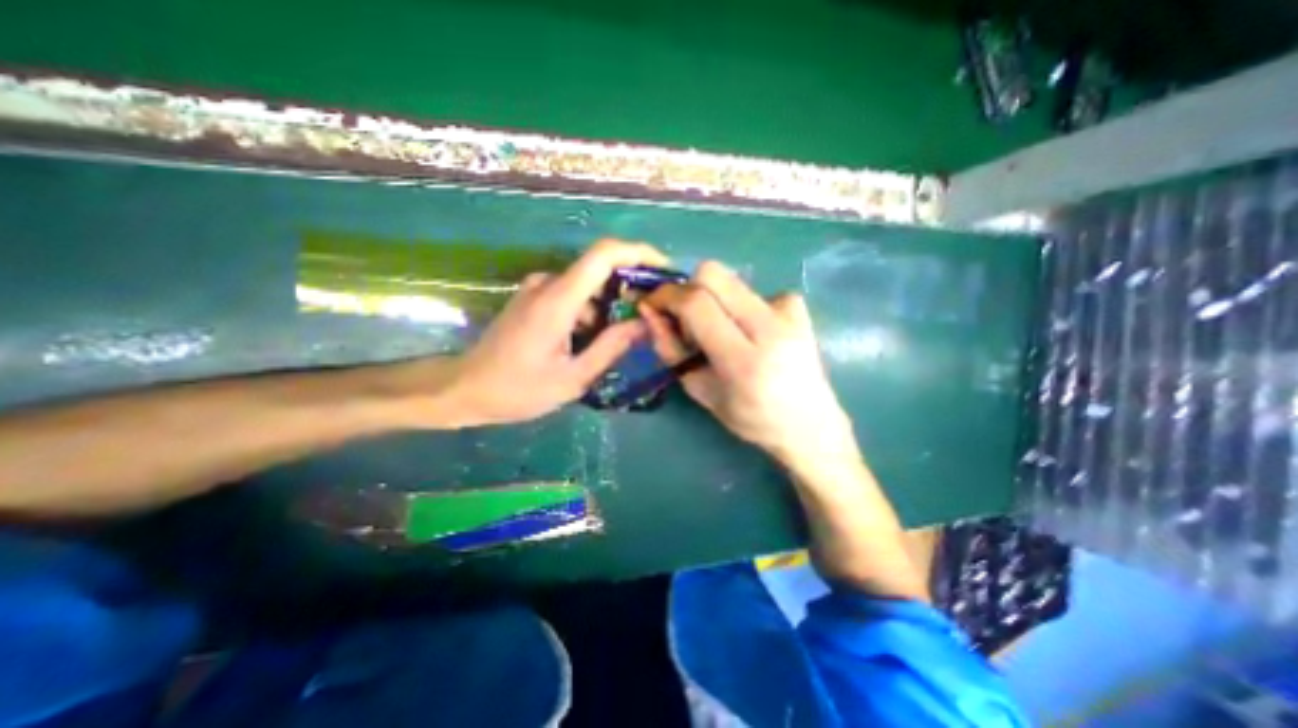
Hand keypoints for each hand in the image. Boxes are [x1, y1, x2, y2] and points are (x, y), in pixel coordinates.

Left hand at [444, 239, 667, 426]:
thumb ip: (611, 347)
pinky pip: (573, 294)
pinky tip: (592, 340)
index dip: (638, 253)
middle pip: (600, 269)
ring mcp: (537, 289)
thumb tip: (644, 324)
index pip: (604, 255)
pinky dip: (591, 310)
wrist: (465, 389)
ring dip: (610, 304)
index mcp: (558, 300)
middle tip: (649, 316)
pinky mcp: (533, 298)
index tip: (663, 270)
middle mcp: (548, 284)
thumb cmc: (517, 390)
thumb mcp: (573, 378)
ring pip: (588, 285)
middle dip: (630, 287)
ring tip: (621, 338)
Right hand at [640, 260, 860, 465]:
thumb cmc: (751, 418)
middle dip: (687, 288)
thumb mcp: (700, 390)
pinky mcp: (797, 305)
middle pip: (713, 274)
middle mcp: (769, 327)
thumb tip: (650, 311)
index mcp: (743, 360)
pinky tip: (751, 332)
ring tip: (721, 331)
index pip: (696, 304)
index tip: (653, 304)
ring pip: (730, 279)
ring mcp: (788, 311)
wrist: (810, 422)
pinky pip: (752, 290)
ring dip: (713, 299)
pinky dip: (739, 306)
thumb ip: (671, 349)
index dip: (666, 296)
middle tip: (685, 317)